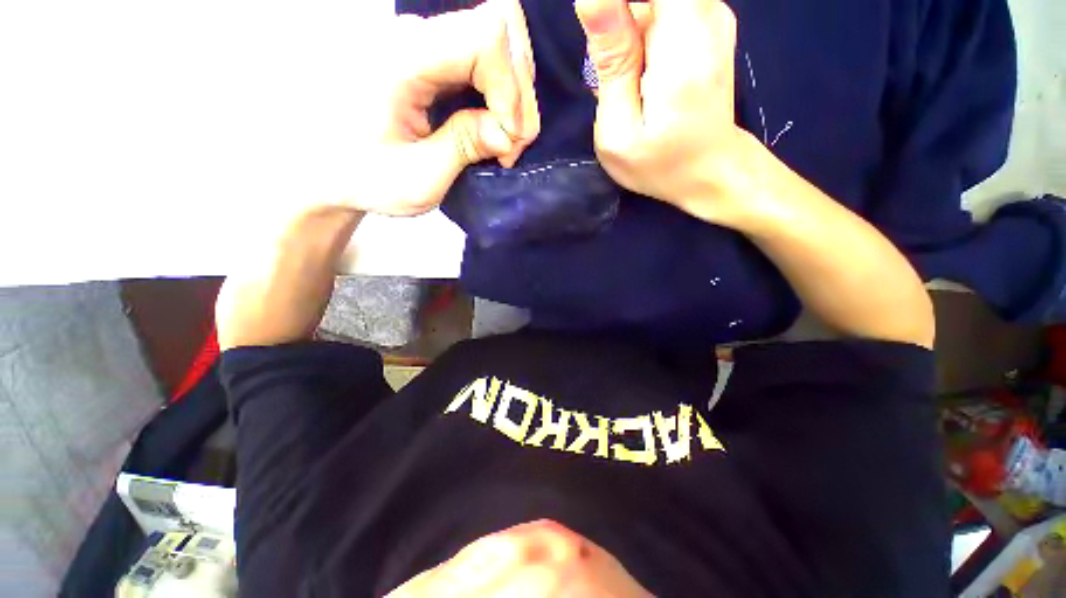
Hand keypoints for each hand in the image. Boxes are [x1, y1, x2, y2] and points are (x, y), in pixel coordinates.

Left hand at [356, 0, 539, 215]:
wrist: (328, 166)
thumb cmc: (364, 177)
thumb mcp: (418, 177)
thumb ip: (464, 147)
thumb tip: (508, 133)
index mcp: (402, 59)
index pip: (484, 36)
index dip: (510, 87)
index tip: (508, 138)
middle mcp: (415, 35)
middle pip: (500, 30)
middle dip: (519, 93)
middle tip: (511, 145)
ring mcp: (425, 41)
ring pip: (500, 41)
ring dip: (515, 94)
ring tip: (504, 139)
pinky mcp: (433, 56)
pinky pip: (486, 59)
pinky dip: (503, 94)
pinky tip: (495, 126)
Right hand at [576, 0, 755, 225]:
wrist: (710, 171)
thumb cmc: (660, 163)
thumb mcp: (620, 130)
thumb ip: (611, 64)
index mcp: (682, 42)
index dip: (612, 7)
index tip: (600, 42)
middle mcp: (705, 13)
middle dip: (616, 25)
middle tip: (611, 73)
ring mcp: (712, 13)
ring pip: (651, 2)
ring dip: (626, 31)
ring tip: (625, 79)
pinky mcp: (709, 20)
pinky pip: (663, 7)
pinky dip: (640, 32)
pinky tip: (638, 71)